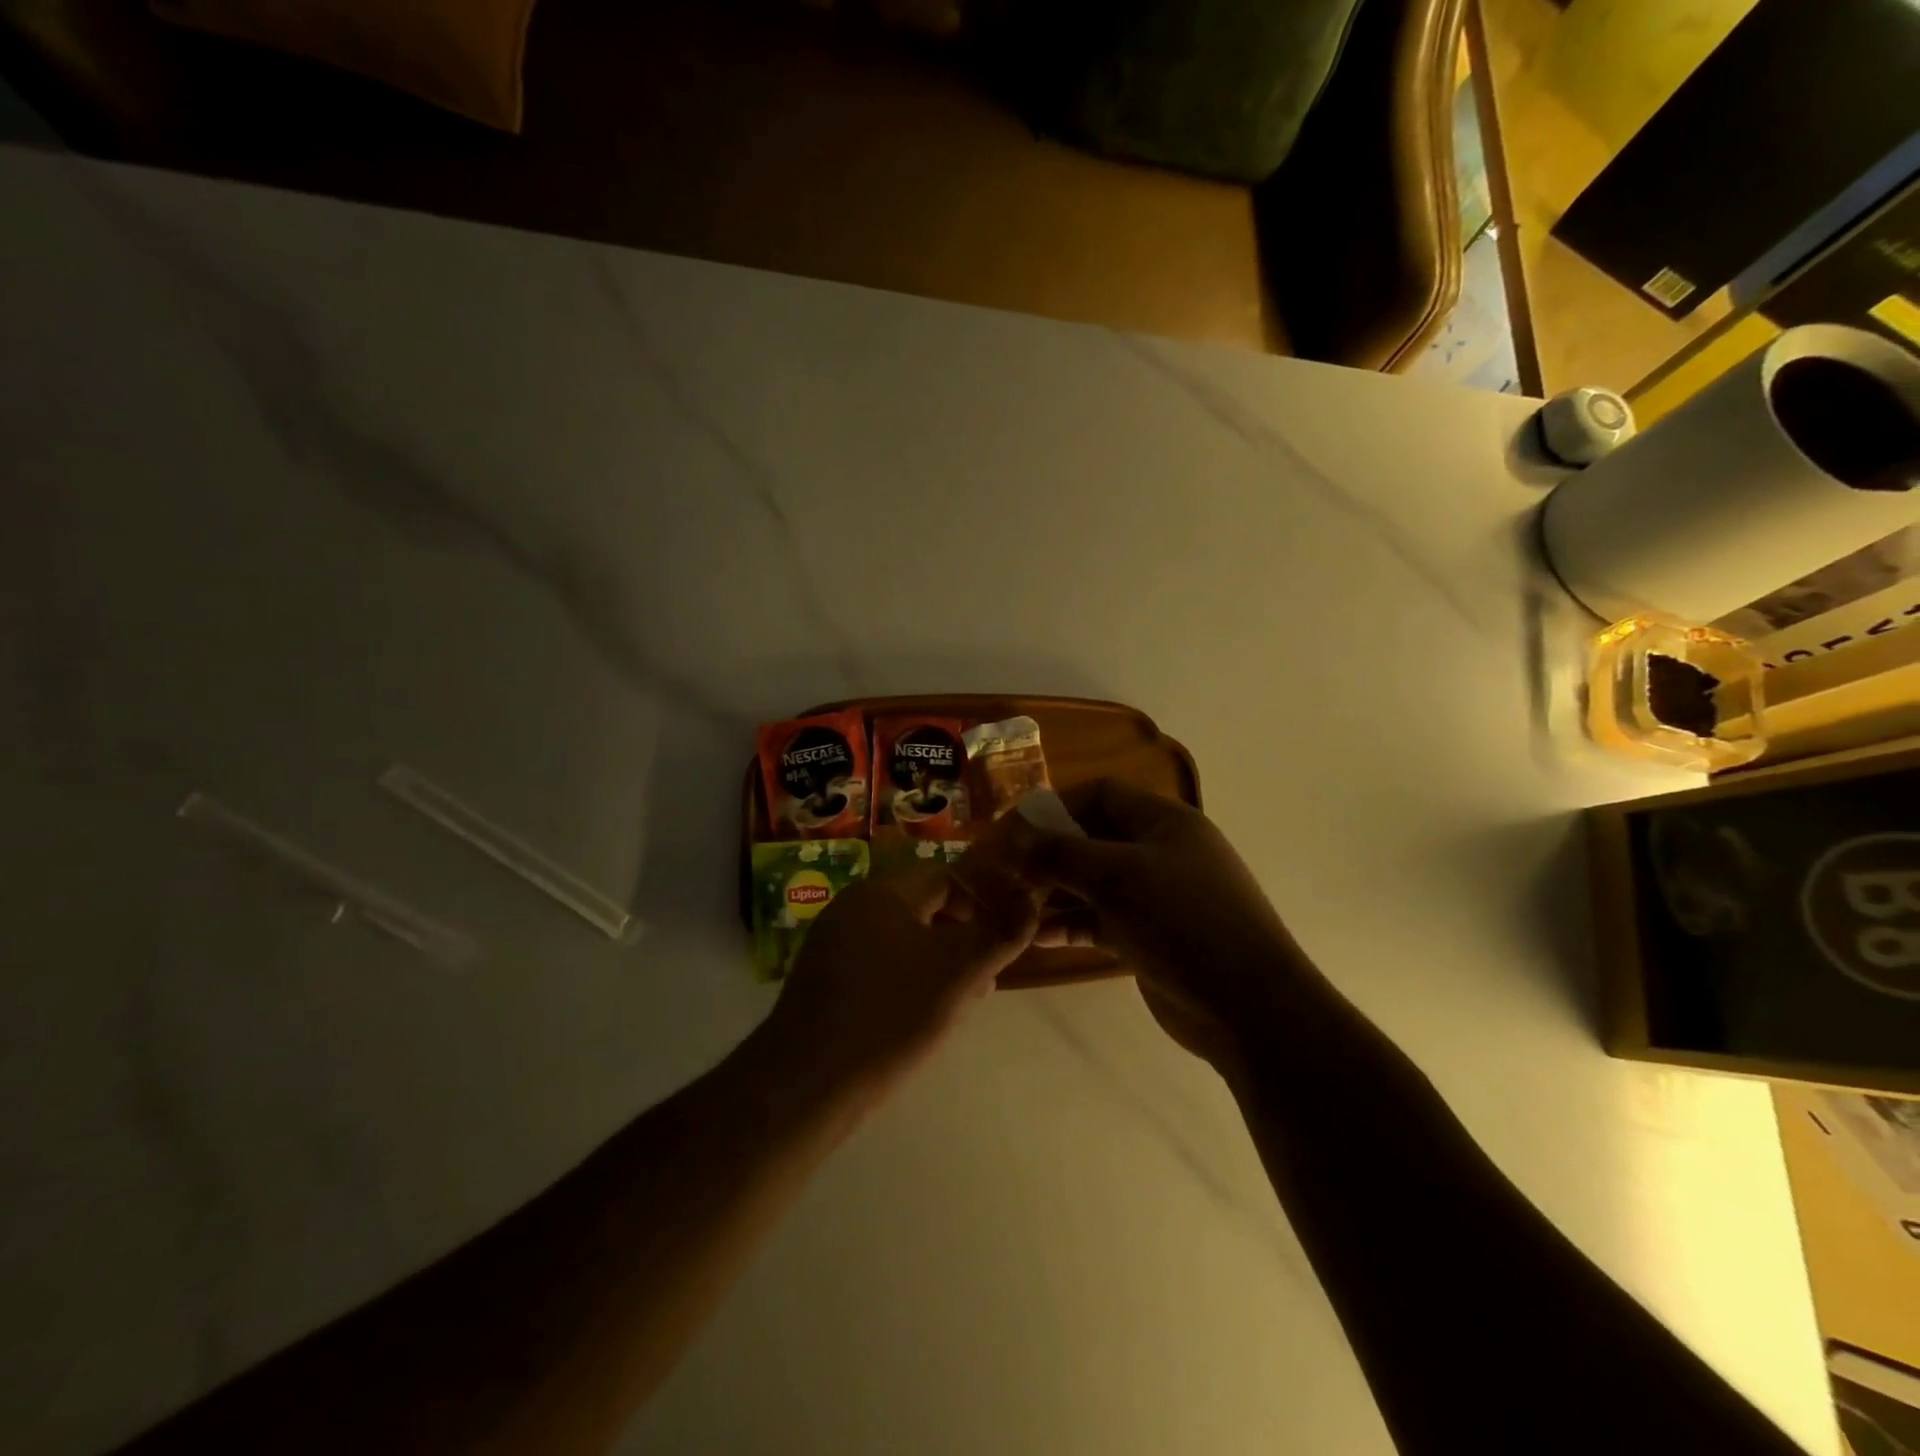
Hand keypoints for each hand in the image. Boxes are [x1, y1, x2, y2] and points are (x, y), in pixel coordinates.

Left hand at [763, 857, 1040, 1099]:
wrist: (805, 1084)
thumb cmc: (890, 1016)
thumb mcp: (958, 973)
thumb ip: (1000, 933)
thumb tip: (1029, 900)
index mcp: (883, 892)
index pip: (945, 877)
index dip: (982, 903)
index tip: (1002, 941)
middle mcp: (853, 905)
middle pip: (923, 906)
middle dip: (961, 936)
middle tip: (985, 977)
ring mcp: (832, 941)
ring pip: (902, 937)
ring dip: (936, 960)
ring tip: (960, 1001)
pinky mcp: (822, 977)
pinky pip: (877, 962)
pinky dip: (906, 977)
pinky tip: (917, 1016)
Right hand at [1006, 780, 1309, 1067]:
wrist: (1248, 1006)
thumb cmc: (1184, 921)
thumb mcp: (1119, 876)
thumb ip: (1062, 854)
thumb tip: (1015, 838)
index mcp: (1163, 822)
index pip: (1100, 794)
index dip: (1056, 806)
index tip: (1015, 829)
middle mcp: (1158, 852)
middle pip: (1093, 838)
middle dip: (1049, 852)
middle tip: (1006, 870)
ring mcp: (1154, 897)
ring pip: (1092, 883)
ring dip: (1054, 891)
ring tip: (1012, 905)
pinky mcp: (1147, 937)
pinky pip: (1099, 920)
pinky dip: (1070, 924)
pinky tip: (1036, 938)